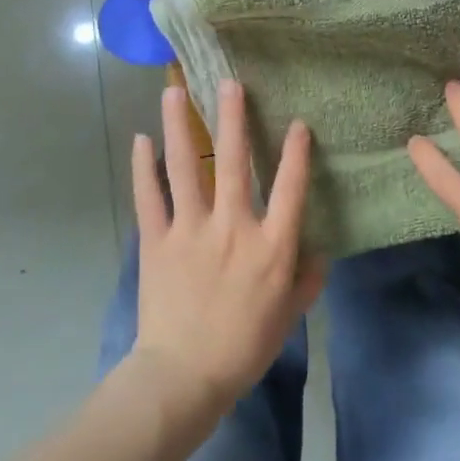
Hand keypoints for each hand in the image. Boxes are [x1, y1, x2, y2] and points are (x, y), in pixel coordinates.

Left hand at [128, 81, 325, 417]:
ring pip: (186, 168)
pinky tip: (140, 141)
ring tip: (174, 92)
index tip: (298, 123)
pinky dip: (144, 168)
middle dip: (233, 119)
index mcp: (271, 246)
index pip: (291, 188)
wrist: (184, 377)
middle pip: (235, 162)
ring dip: (179, 127)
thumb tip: (319, 250)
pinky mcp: (156, 242)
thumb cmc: (244, 347)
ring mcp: (191, 231)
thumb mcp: (289, 316)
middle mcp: (233, 227)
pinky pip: (149, 197)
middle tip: (228, 83)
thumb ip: (307, 279)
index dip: (297, 153)